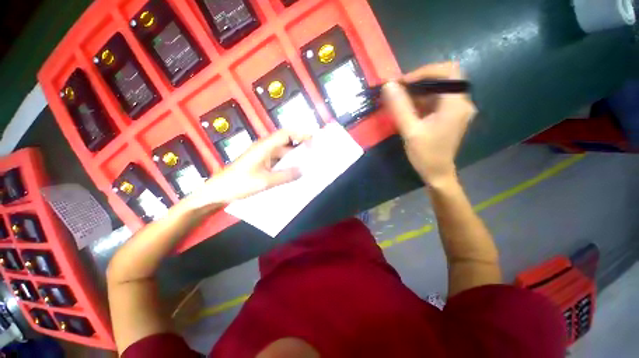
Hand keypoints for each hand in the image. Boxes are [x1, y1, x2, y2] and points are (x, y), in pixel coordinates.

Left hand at [186, 130, 308, 208]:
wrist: (218, 191)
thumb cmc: (239, 184)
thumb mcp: (265, 181)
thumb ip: (286, 175)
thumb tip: (303, 171)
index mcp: (264, 147)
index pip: (285, 134)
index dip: (300, 134)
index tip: (314, 139)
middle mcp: (264, 148)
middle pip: (285, 142)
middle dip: (300, 146)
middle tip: (314, 154)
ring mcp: (262, 156)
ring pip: (282, 153)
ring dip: (294, 157)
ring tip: (307, 164)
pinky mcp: (260, 163)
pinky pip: (277, 161)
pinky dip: (286, 164)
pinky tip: (293, 172)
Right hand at [382, 62, 476, 186]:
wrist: (437, 173)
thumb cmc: (425, 154)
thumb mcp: (410, 131)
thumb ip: (400, 107)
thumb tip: (388, 85)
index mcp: (456, 104)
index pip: (447, 71)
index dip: (424, 71)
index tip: (402, 82)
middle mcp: (461, 102)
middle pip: (444, 78)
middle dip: (420, 81)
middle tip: (399, 89)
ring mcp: (457, 109)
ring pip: (439, 89)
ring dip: (419, 91)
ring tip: (400, 99)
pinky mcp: (450, 116)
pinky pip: (436, 100)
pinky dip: (422, 100)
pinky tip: (408, 108)